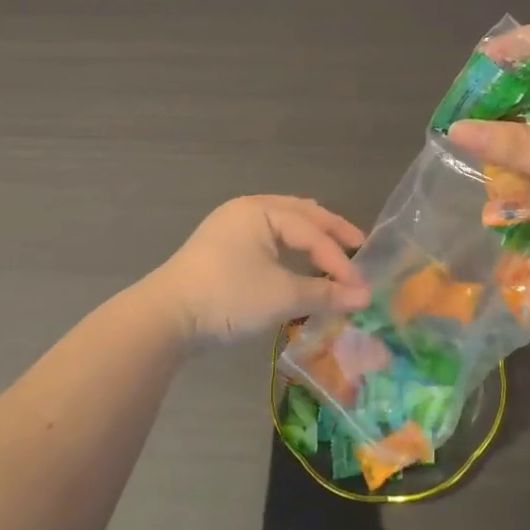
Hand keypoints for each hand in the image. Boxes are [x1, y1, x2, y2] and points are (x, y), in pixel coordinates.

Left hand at [150, 196, 370, 347]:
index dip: (339, 259)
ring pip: (282, 222)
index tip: (360, 286)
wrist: (164, 319)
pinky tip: (297, 258)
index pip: (312, 232)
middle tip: (358, 245)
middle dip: (330, 231)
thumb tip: (364, 298)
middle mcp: (246, 209)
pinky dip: (289, 245)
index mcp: (261, 210)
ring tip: (333, 245)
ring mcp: (230, 226)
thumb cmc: (227, 298)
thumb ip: (324, 293)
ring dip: (309, 235)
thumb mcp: (280, 296)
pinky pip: (266, 236)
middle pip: (300, 214)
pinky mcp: (221, 247)